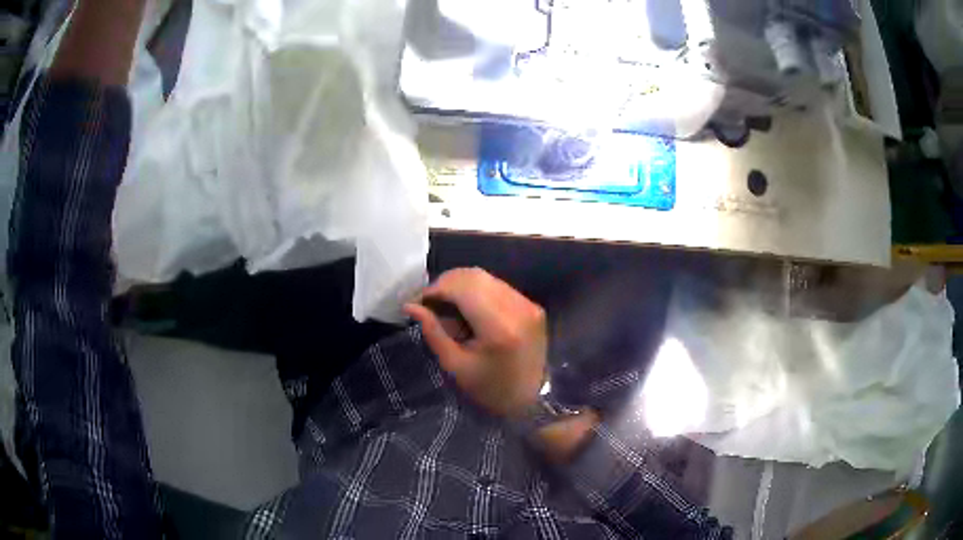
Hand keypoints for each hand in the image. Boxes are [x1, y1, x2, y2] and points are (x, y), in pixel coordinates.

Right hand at [405, 268, 546, 417]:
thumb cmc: (488, 388)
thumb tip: (410, 306)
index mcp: (499, 327)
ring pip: (486, 278)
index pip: (462, 288)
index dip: (436, 289)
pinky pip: (498, 286)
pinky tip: (468, 309)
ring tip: (447, 306)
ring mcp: (528, 304)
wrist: (530, 399)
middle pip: (474, 277)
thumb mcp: (455, 365)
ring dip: (462, 286)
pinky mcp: (532, 305)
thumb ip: (433, 331)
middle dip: (447, 284)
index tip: (419, 302)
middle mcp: (518, 308)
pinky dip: (478, 291)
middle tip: (430, 303)